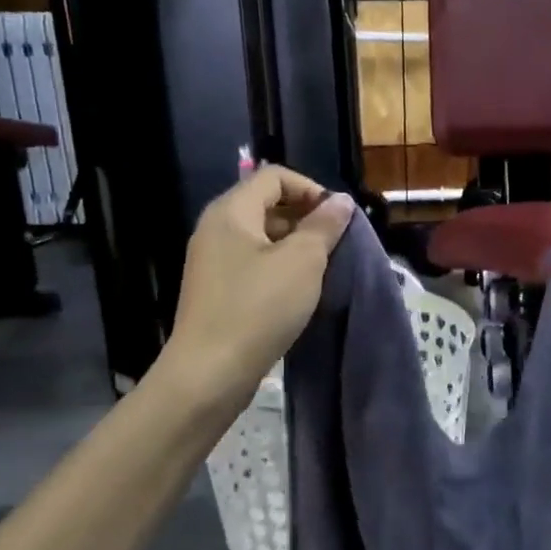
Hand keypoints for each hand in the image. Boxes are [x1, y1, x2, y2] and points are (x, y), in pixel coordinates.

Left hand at [155, 166, 353, 415]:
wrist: (209, 373)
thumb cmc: (259, 307)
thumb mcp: (303, 261)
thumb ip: (324, 225)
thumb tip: (341, 201)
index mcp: (231, 211)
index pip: (275, 176)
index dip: (311, 189)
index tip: (337, 219)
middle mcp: (216, 228)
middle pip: (267, 203)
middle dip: (306, 217)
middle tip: (334, 244)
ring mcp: (212, 260)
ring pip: (262, 236)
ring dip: (295, 245)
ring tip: (322, 269)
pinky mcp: (216, 289)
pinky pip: (252, 262)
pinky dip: (279, 267)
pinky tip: (298, 291)